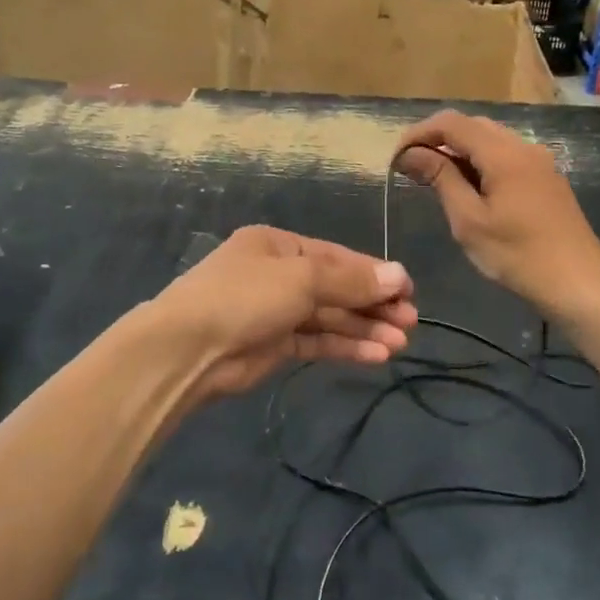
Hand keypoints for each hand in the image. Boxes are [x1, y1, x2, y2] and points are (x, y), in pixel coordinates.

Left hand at [149, 226, 416, 397]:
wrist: (188, 350)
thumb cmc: (245, 296)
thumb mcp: (302, 278)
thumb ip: (350, 281)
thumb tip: (399, 276)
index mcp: (278, 244)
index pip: (336, 256)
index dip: (373, 273)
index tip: (408, 290)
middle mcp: (277, 274)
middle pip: (335, 287)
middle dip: (372, 303)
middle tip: (411, 321)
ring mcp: (274, 311)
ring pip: (328, 316)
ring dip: (363, 328)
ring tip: (400, 343)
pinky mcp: (273, 346)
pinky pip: (317, 341)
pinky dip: (345, 346)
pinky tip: (376, 354)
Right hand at [393, 111, 599, 320]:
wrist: (579, 283)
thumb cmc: (518, 255)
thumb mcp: (469, 220)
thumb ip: (440, 179)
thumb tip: (411, 153)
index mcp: (503, 153)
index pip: (452, 123)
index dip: (419, 133)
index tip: (396, 157)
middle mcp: (523, 147)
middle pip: (472, 125)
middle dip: (438, 139)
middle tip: (411, 168)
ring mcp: (539, 161)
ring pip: (490, 140)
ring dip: (459, 151)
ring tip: (434, 178)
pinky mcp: (547, 178)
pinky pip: (506, 156)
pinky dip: (480, 162)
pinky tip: (469, 188)